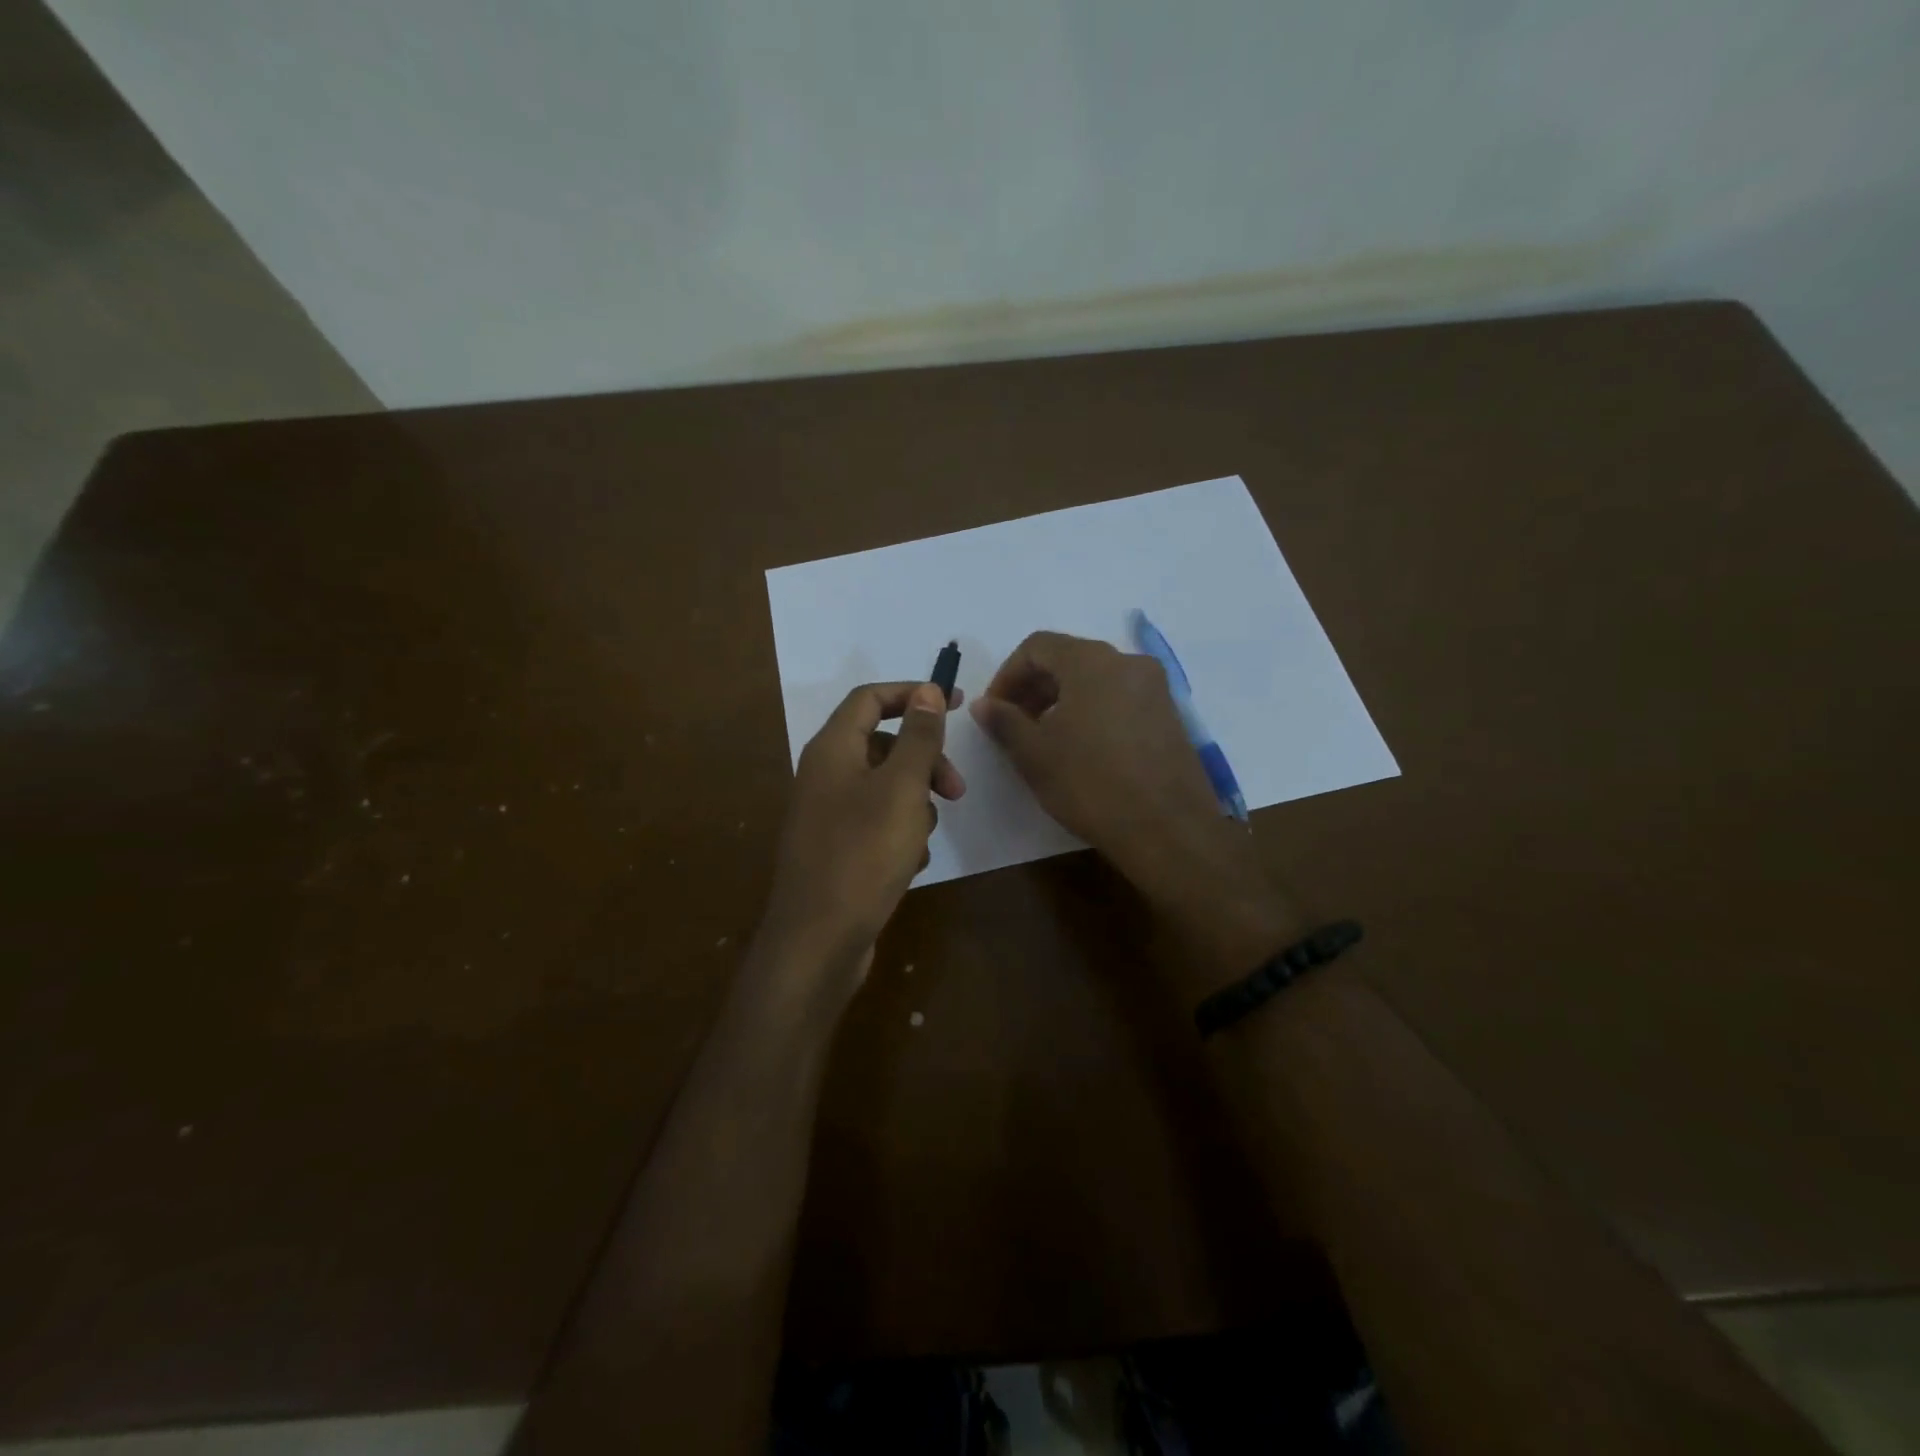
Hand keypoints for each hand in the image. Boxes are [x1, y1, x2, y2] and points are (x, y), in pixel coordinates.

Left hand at [756, 681, 964, 1003]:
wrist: (818, 941)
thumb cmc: (863, 855)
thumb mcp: (902, 789)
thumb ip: (919, 738)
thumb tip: (929, 691)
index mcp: (832, 750)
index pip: (871, 698)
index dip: (914, 693)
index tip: (957, 703)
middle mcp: (824, 775)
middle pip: (882, 744)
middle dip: (924, 761)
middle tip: (956, 790)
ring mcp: (828, 814)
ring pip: (884, 788)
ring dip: (915, 804)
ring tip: (923, 837)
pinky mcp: (836, 849)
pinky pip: (876, 824)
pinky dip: (899, 834)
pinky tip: (909, 863)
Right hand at [972, 631, 1299, 982]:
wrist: (1167, 829)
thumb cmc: (1091, 784)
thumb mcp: (1034, 754)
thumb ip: (1004, 721)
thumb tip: (984, 704)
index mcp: (1093, 661)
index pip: (1038, 646)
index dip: (1007, 674)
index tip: (994, 710)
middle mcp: (1129, 663)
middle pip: (1069, 658)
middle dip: (1034, 687)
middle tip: (1014, 724)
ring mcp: (1156, 689)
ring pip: (1096, 679)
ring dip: (1062, 699)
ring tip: (1045, 739)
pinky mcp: (1170, 716)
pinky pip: (1120, 699)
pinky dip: (1093, 711)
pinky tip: (1082, 749)